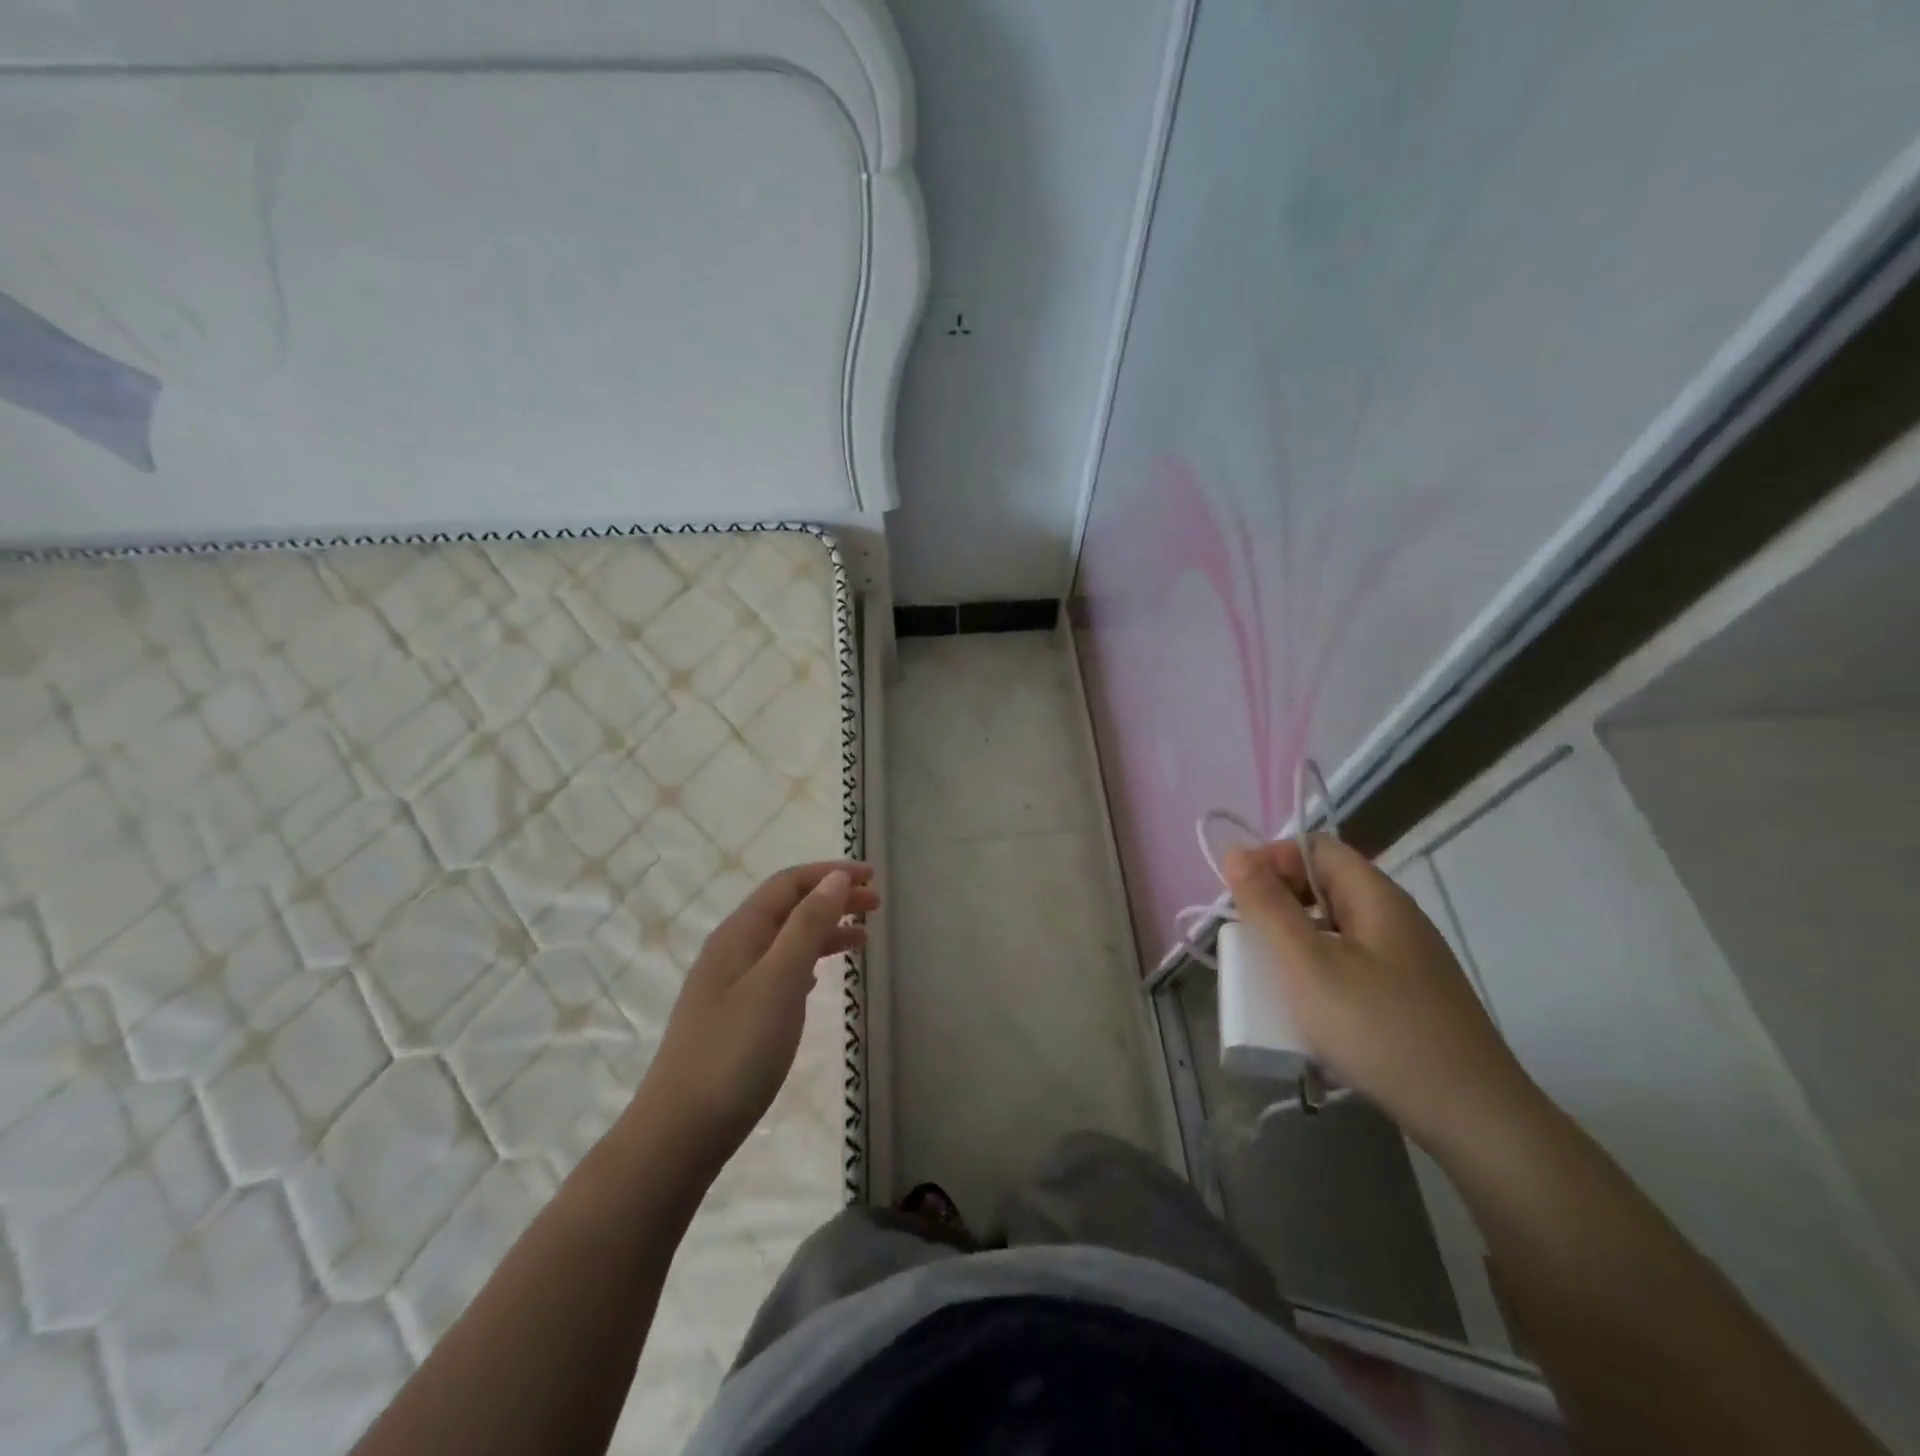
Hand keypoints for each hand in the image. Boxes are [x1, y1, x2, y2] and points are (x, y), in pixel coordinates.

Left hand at [643, 862, 877, 1163]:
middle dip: (831, 898)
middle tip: (875, 906)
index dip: (830, 874)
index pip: (788, 884)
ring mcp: (729, 984)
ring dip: (822, 930)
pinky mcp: (733, 1015)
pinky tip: (818, 977)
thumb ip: (807, 927)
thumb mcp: (778, 982)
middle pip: (787, 907)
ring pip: (784, 940)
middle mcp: (731, 950)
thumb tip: (833, 878)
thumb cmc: (735, 1052)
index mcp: (739, 934)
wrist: (680, 1132)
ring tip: (861, 939)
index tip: (872, 879)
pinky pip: (777, 970)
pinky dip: (806, 961)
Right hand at [1223, 837, 1538, 1150]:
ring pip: (1336, 926)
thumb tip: (1234, 852)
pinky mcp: (1410, 995)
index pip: (1315, 848)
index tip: (1241, 900)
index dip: (1271, 860)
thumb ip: (1268, 906)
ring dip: (1296, 939)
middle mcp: (1395, 917)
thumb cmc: (1380, 1031)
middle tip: (1249, 941)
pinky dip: (1320, 969)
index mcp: (1376, 897)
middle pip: (1326, 884)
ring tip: (1271, 976)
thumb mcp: (1308, 965)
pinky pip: (1352, 961)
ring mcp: (1407, 958)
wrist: (1476, 1121)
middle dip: (1279, 902)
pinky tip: (1310, 1007)